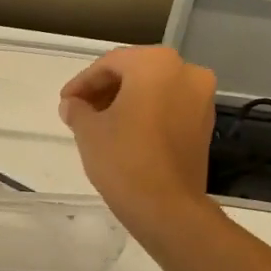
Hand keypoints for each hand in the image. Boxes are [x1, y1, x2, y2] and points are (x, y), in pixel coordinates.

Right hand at [60, 46, 218, 238]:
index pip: (110, 63)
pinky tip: (125, 133)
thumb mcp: (88, 131)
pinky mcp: (204, 124)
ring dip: (126, 101)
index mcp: (156, 64)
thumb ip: (77, 110)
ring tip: (100, 124)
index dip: (83, 82)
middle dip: (105, 90)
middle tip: (80, 111)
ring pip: (155, 89)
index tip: (65, 102)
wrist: (166, 206)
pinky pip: (170, 108)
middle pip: (136, 72)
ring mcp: (201, 98)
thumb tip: (71, 105)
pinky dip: (147, 114)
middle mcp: (186, 71)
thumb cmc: (123, 159)